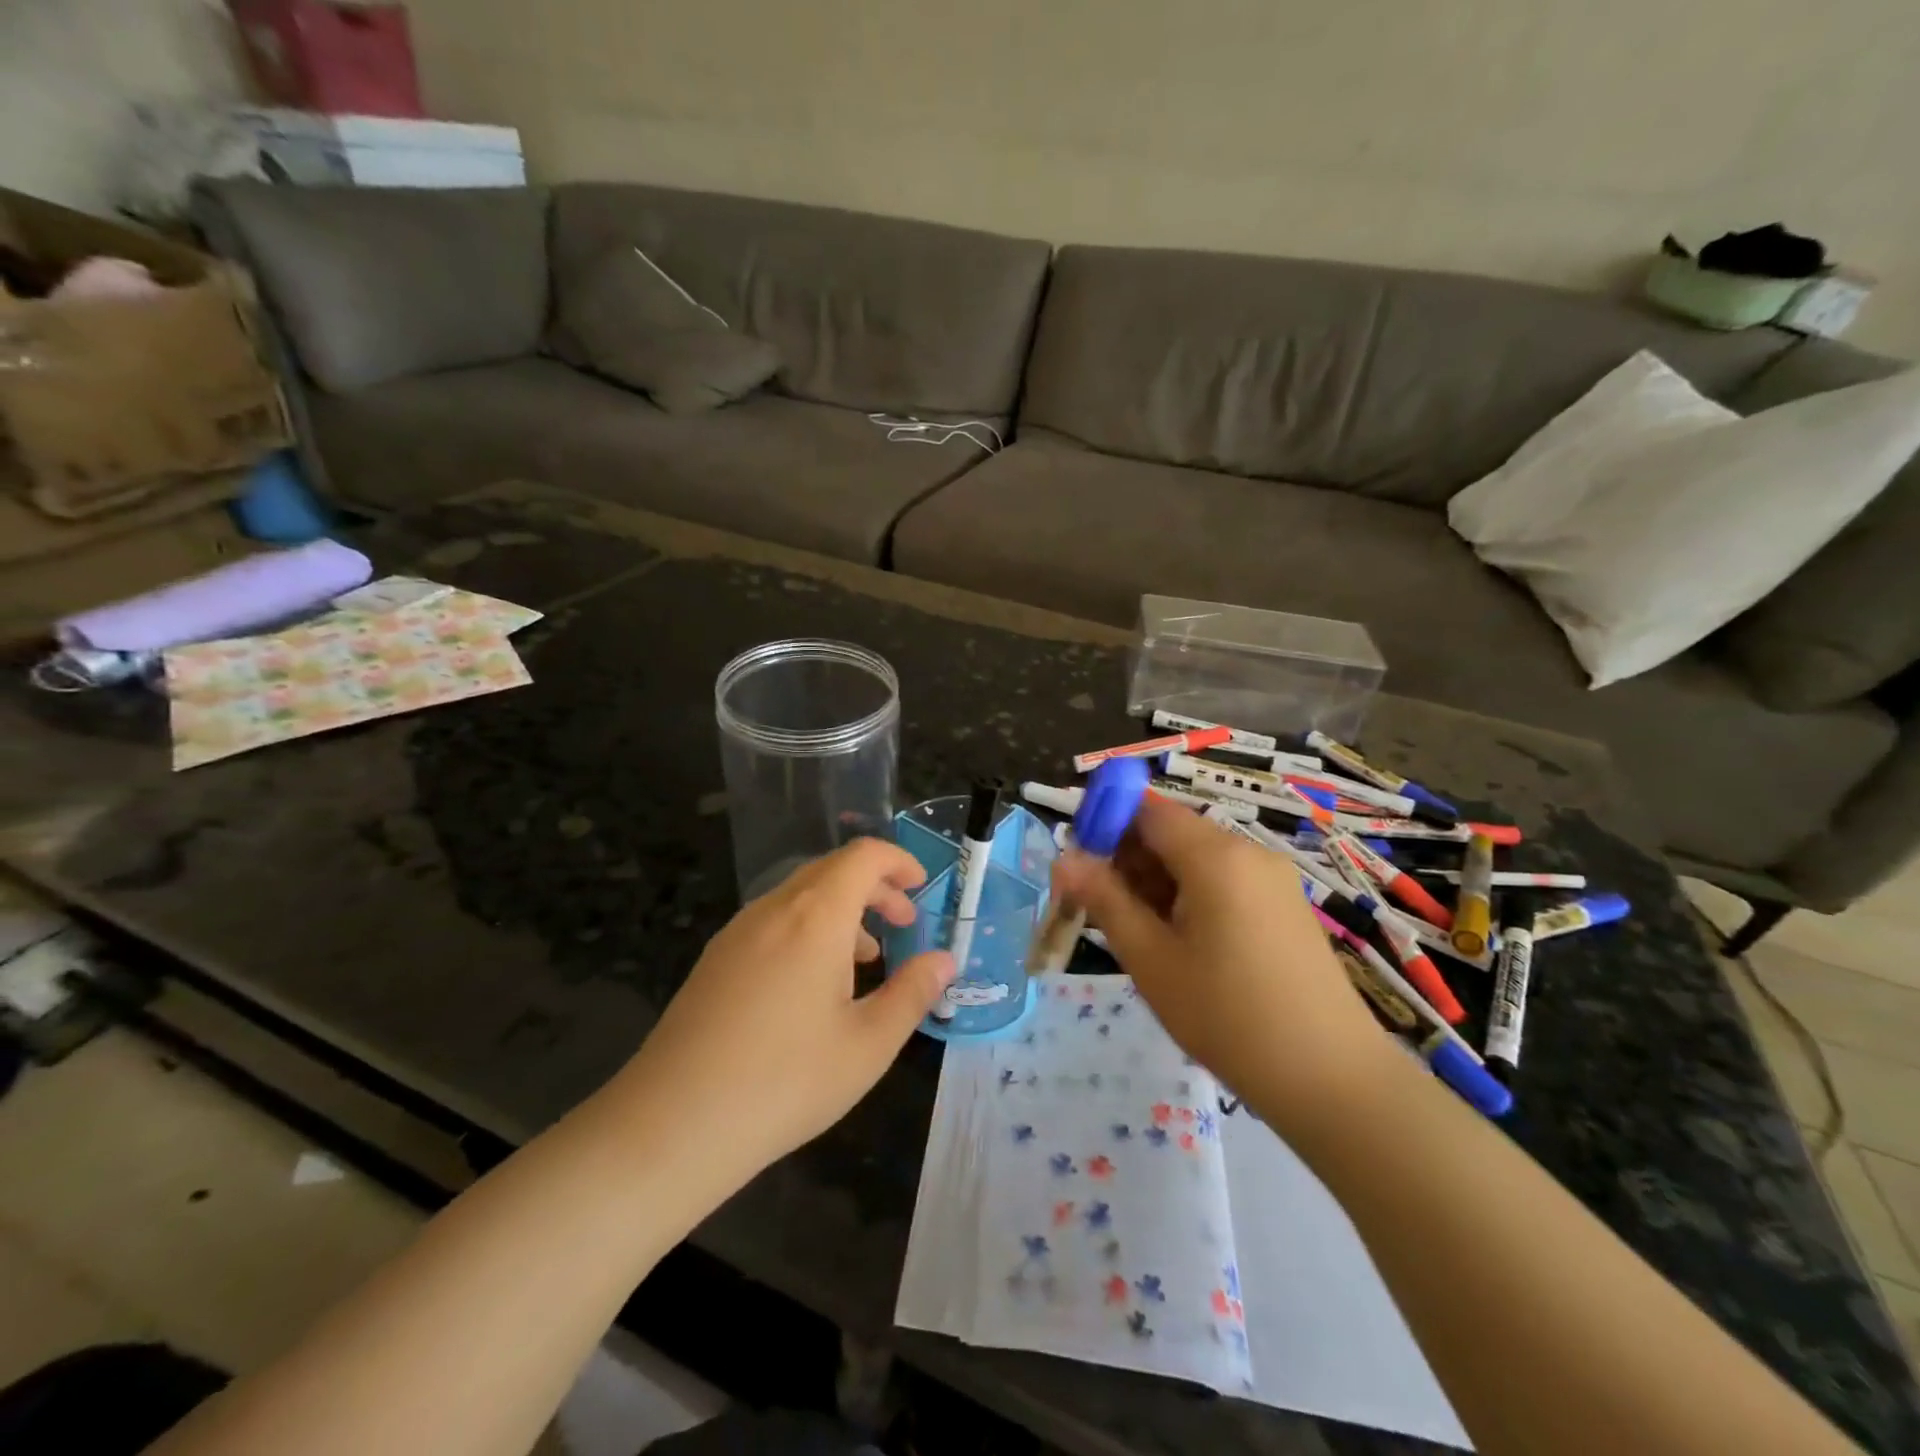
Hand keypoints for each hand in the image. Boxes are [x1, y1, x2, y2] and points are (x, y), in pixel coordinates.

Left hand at [613, 838, 955, 1185]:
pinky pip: (773, 921)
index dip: (899, 861)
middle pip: (832, 869)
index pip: (863, 856)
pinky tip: (812, 985)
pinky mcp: (714, 959)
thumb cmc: (785, 1081)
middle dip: (875, 887)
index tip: (922, 889)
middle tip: (904, 924)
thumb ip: (913, 993)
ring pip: (800, 895)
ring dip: (842, 910)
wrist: (671, 1125)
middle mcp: (773, 908)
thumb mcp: (868, 1044)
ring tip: (866, 959)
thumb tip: (944, 960)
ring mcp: (736, 932)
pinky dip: (808, 929)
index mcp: (815, 916)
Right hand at [1055, 795, 1393, 1128]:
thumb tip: (1063, 859)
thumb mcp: (1151, 958)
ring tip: (1138, 936)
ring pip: (1196, 859)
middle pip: (1172, 832)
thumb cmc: (1227, 1016)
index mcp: (1214, 856)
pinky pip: (1224, 881)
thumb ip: (1104, 900)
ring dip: (1157, 882)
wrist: (1331, 1080)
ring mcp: (1272, 878)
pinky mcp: (1285, 905)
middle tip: (1100, 910)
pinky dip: (1190, 897)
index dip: (1105, 825)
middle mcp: (1247, 852)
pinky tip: (1180, 945)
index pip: (1147, 809)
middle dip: (1129, 859)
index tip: (1080, 867)